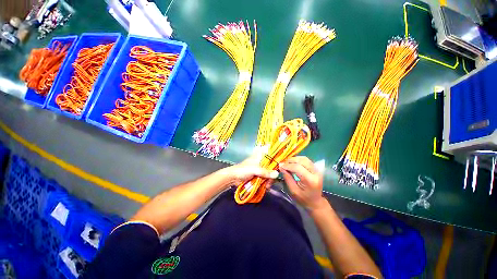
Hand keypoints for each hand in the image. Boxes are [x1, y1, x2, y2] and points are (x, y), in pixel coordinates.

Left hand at [222, 153, 278, 186]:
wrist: (233, 178)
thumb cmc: (243, 170)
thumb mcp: (254, 170)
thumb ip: (265, 172)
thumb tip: (277, 174)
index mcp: (260, 157)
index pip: (271, 156)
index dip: (277, 160)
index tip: (281, 167)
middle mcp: (261, 162)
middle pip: (271, 167)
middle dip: (272, 174)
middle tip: (271, 181)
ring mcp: (260, 169)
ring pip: (269, 174)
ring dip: (269, 180)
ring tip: (267, 186)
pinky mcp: (258, 176)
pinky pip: (265, 179)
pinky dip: (266, 183)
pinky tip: (266, 187)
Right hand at [279, 156, 325, 210]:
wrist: (315, 202)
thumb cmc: (304, 199)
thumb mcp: (293, 191)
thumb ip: (288, 178)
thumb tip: (281, 167)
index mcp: (310, 180)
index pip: (298, 168)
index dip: (288, 165)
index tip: (280, 165)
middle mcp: (315, 173)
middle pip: (302, 160)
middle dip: (290, 160)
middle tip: (282, 163)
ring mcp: (317, 170)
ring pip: (304, 158)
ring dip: (294, 159)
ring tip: (287, 163)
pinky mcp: (316, 168)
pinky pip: (306, 160)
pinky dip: (298, 159)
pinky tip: (293, 163)